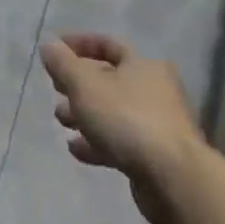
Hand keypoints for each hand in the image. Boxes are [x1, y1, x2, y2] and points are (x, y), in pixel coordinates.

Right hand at [40, 33, 206, 223]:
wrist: (175, 180)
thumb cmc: (127, 118)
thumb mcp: (84, 84)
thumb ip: (62, 63)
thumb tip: (49, 45)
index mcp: (143, 66)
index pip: (108, 44)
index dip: (79, 43)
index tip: (54, 49)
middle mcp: (156, 91)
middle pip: (110, 80)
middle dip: (78, 84)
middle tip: (56, 89)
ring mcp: (159, 126)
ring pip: (114, 112)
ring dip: (85, 114)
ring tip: (61, 120)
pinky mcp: (158, 158)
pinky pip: (121, 142)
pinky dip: (97, 142)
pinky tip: (76, 149)